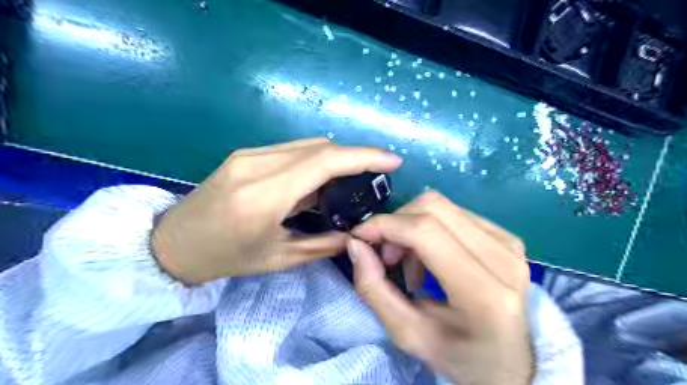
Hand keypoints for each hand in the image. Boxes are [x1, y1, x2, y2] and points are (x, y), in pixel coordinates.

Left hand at [151, 138, 400, 285]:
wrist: (173, 243)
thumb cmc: (226, 258)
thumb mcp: (278, 258)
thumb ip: (323, 244)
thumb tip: (356, 234)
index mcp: (264, 196)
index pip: (324, 162)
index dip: (363, 157)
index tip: (392, 160)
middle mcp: (257, 165)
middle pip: (320, 147)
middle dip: (355, 157)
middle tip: (375, 175)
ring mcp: (249, 155)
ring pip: (307, 145)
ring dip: (335, 158)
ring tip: (350, 180)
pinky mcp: (245, 154)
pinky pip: (292, 149)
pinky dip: (315, 159)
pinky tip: (319, 180)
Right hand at [350, 191, 529, 384]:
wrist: (513, 361)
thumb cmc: (461, 356)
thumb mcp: (408, 334)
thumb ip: (374, 289)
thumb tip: (357, 245)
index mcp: (484, 293)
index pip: (425, 232)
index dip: (385, 225)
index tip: (360, 237)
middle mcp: (502, 258)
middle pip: (432, 208)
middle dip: (396, 223)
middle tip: (386, 256)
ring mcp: (509, 243)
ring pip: (442, 206)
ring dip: (411, 226)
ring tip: (408, 261)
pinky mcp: (508, 237)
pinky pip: (455, 214)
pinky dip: (429, 228)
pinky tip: (430, 256)